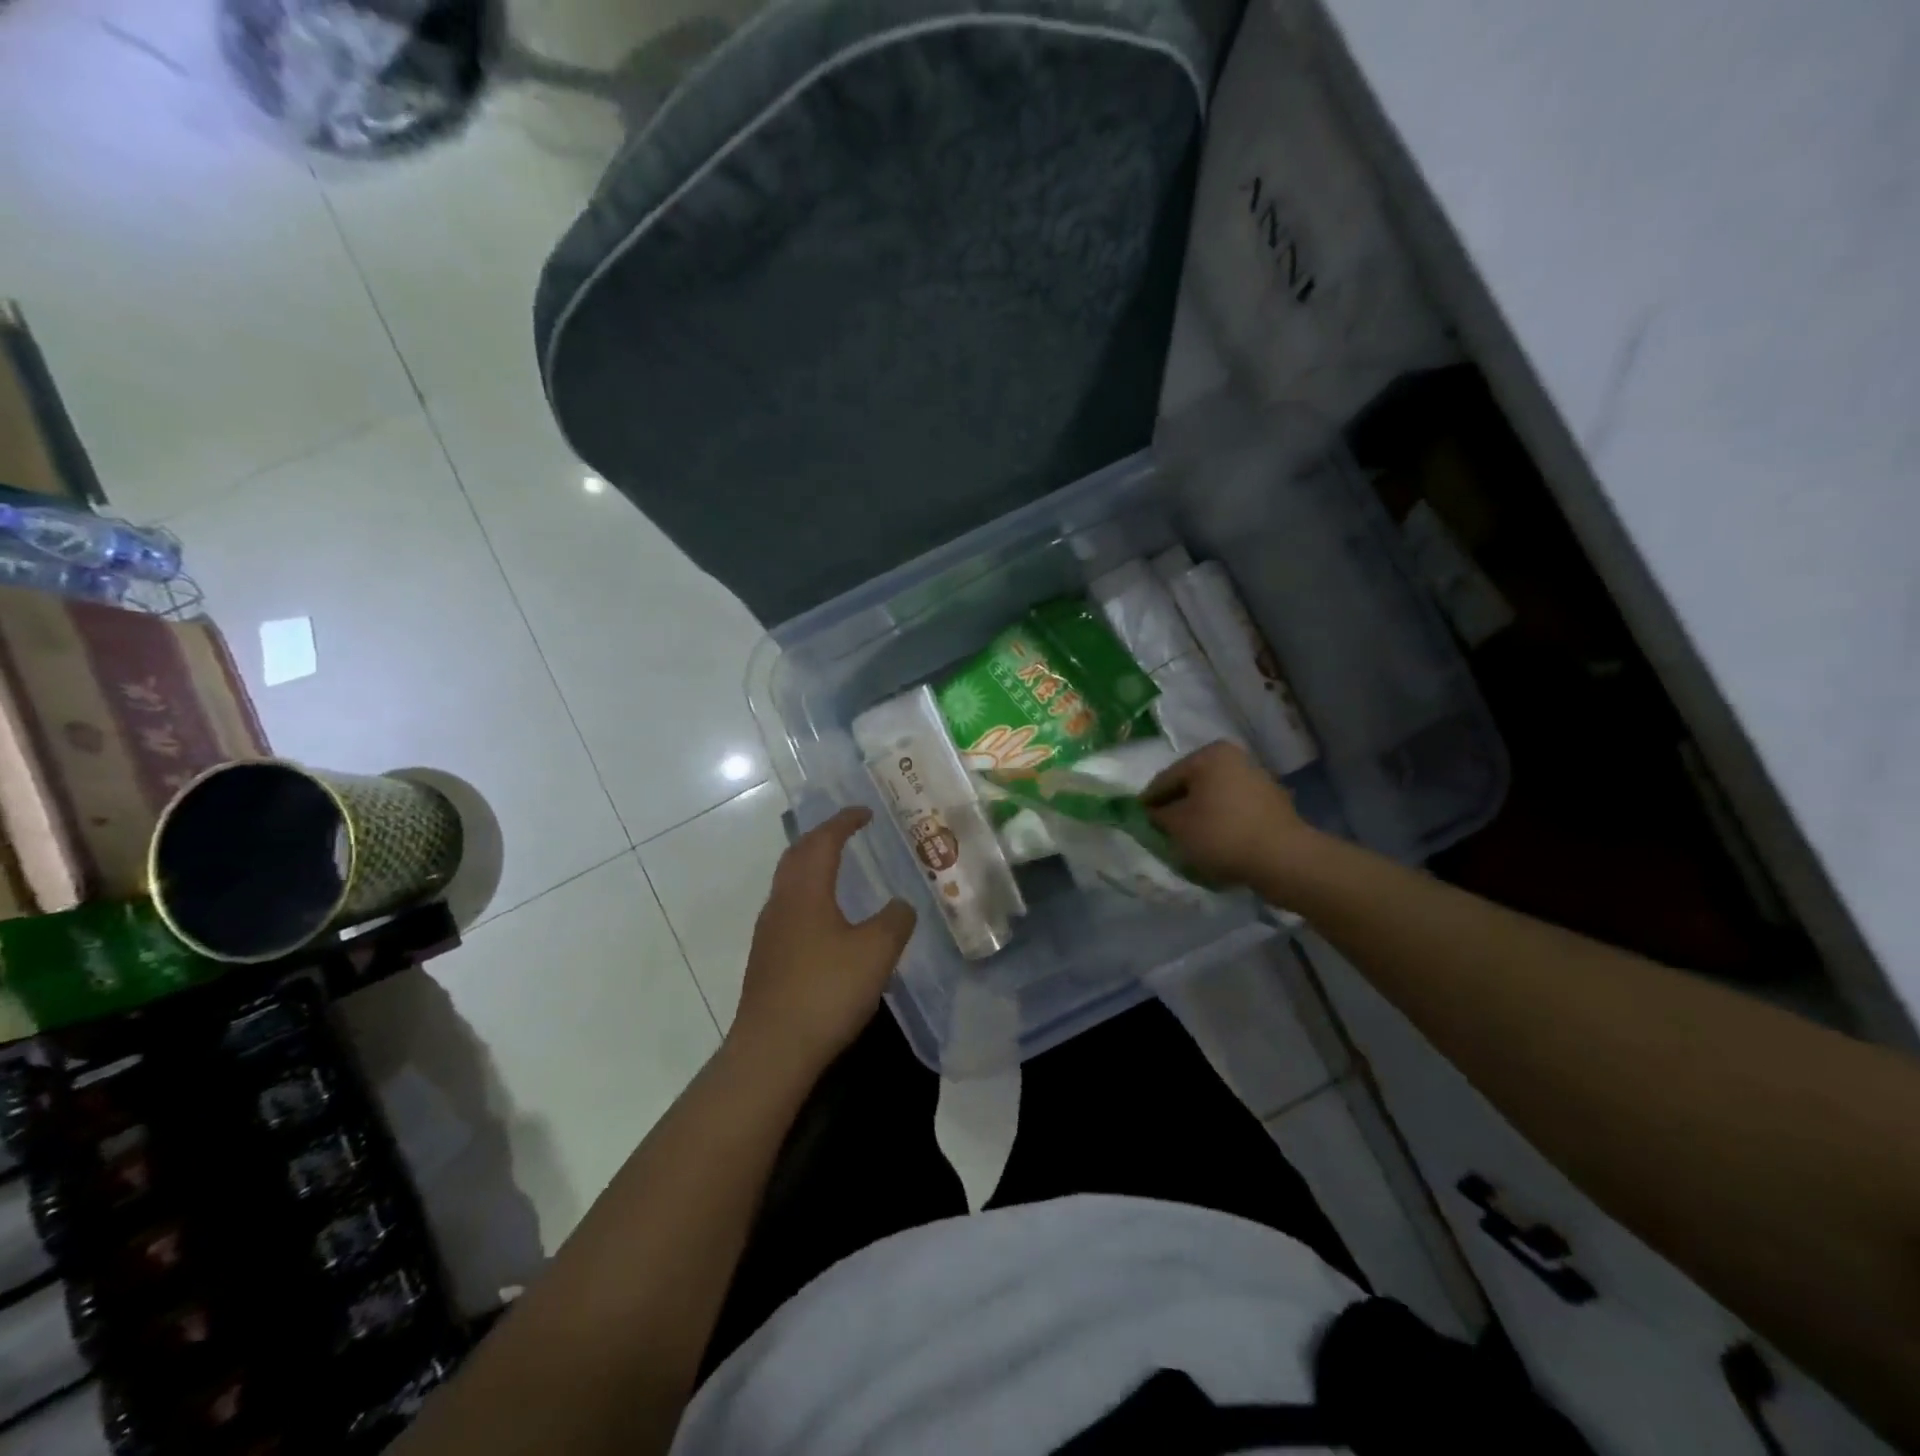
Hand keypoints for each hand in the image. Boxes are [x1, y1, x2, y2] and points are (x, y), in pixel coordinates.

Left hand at [729, 807, 915, 1078]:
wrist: (772, 1050)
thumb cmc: (826, 991)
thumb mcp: (876, 952)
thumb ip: (895, 920)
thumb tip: (899, 906)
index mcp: (806, 891)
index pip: (823, 841)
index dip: (844, 822)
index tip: (864, 812)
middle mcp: (781, 903)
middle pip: (797, 856)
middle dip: (822, 838)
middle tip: (848, 833)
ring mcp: (769, 932)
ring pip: (789, 884)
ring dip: (812, 867)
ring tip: (839, 870)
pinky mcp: (767, 959)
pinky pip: (789, 910)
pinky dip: (809, 896)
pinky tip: (827, 920)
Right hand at [1143, 742, 1320, 889]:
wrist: (1283, 859)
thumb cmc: (1222, 834)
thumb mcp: (1178, 826)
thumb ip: (1159, 815)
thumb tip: (1154, 812)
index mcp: (1210, 755)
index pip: (1167, 778)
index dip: (1150, 800)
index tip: (1138, 817)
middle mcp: (1235, 759)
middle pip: (1193, 785)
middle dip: (1177, 806)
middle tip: (1161, 829)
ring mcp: (1257, 780)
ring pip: (1214, 798)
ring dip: (1199, 815)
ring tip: (1187, 840)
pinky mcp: (1272, 804)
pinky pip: (1234, 811)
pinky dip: (1221, 823)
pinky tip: (1214, 843)